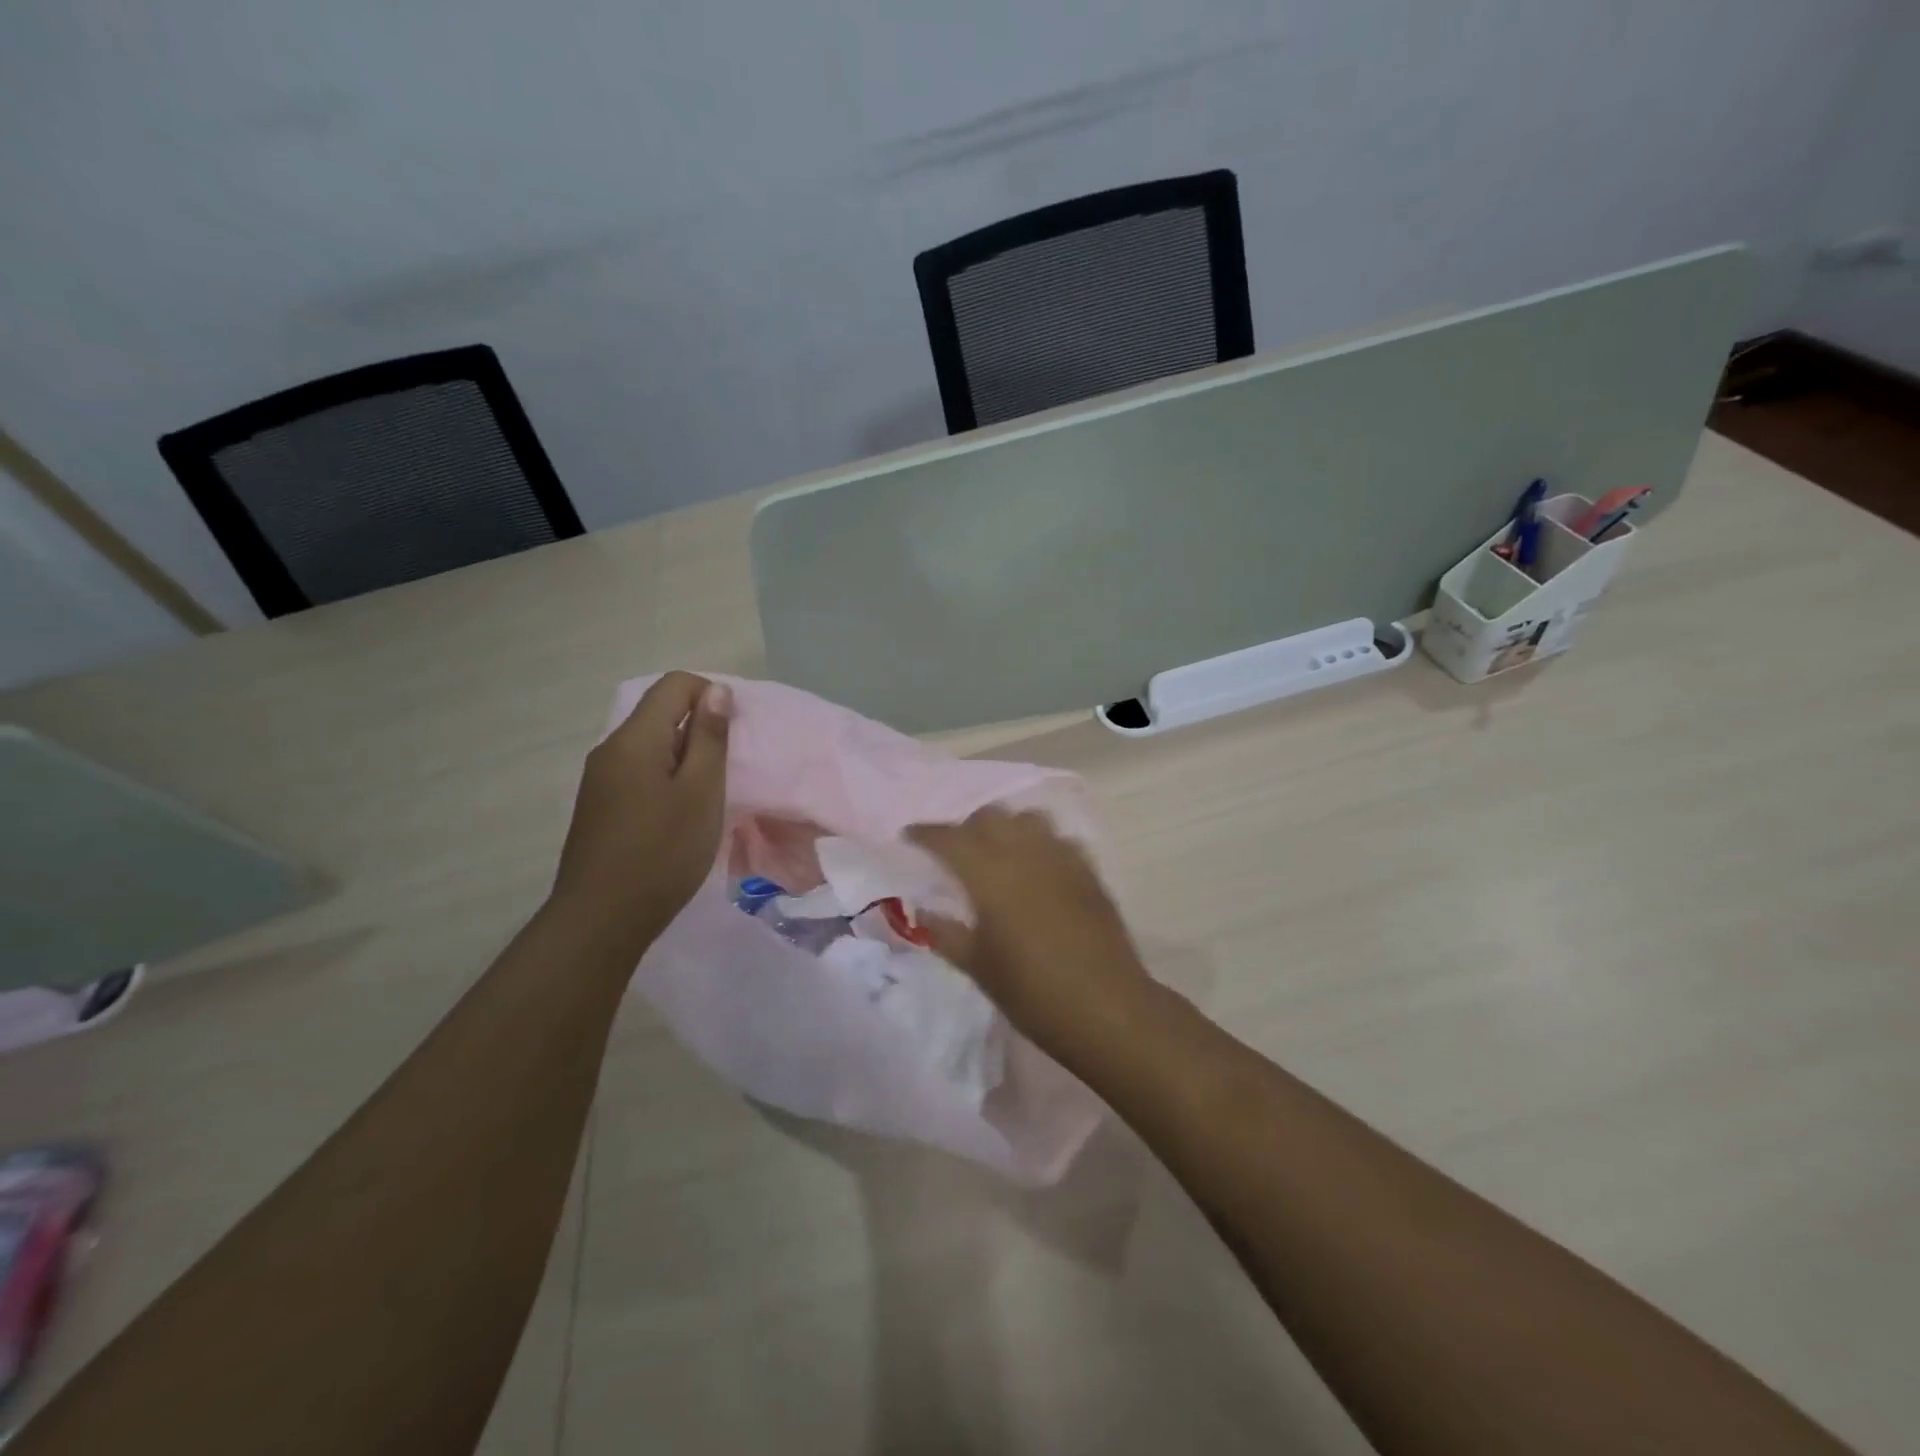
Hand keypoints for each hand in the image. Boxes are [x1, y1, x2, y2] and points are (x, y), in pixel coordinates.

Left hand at [551, 671, 731, 950]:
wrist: (602, 919)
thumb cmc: (663, 852)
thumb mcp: (701, 792)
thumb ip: (709, 738)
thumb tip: (715, 691)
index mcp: (635, 739)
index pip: (675, 685)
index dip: (711, 696)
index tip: (733, 736)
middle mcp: (611, 749)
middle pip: (660, 713)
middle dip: (700, 730)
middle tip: (727, 772)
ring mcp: (600, 779)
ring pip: (651, 746)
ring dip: (685, 758)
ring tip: (708, 797)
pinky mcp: (600, 806)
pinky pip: (639, 772)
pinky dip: (666, 779)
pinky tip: (680, 817)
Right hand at [907, 808, 1155, 1059]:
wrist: (1106, 1008)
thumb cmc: (1032, 993)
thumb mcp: (978, 966)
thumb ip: (945, 932)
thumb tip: (919, 911)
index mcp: (990, 874)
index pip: (950, 838)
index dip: (926, 834)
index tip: (909, 836)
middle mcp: (1025, 852)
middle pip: (990, 817)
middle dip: (966, 827)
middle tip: (954, 851)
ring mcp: (1062, 858)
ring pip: (1028, 818)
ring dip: (1007, 828)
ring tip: (997, 852)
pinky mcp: (1089, 870)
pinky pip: (1059, 839)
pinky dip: (1041, 843)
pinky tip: (1038, 868)